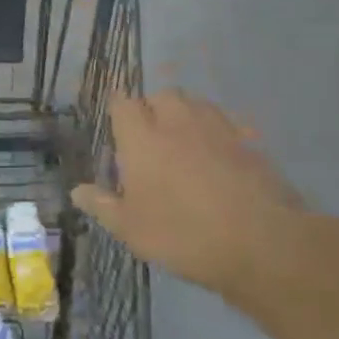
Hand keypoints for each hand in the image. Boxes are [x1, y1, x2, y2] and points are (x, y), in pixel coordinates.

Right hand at [71, 91, 327, 303]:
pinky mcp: (249, 142)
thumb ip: (102, 205)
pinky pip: (227, 123)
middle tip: (150, 136)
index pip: (123, 102)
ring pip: (196, 103)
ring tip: (184, 141)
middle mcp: (177, 122)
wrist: (261, 243)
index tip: (117, 125)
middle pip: (162, 95)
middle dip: (153, 107)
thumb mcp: (131, 229)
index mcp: (142, 139)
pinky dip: (218, 132)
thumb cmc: (183, 235)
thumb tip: (76, 191)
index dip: (118, 109)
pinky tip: (219, 155)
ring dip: (186, 114)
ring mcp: (217, 129)